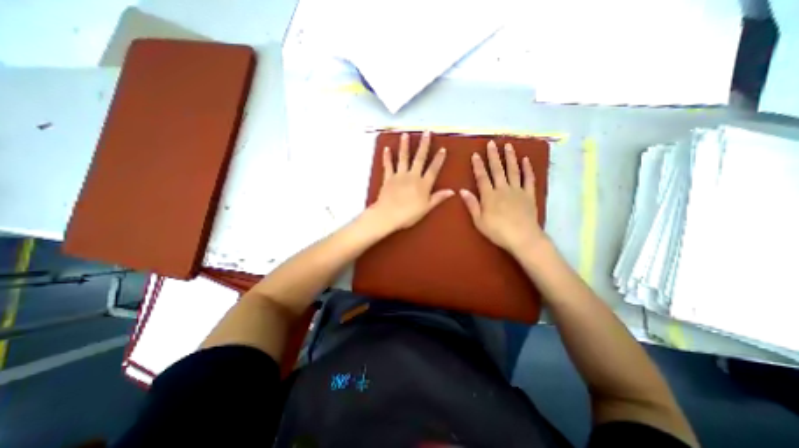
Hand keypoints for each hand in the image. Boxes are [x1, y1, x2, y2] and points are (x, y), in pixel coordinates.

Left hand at [369, 131, 454, 231]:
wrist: (388, 215)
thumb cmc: (409, 214)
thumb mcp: (426, 208)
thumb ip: (438, 198)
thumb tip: (452, 191)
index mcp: (423, 184)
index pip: (433, 169)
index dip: (439, 159)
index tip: (442, 148)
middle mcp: (412, 176)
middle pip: (419, 158)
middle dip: (424, 145)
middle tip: (426, 132)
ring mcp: (399, 176)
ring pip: (403, 158)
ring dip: (405, 145)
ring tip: (405, 134)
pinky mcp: (388, 178)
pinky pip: (388, 165)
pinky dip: (387, 157)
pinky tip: (386, 148)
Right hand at [460, 140, 546, 252]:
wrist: (522, 238)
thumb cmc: (497, 231)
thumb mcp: (479, 221)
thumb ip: (472, 204)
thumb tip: (462, 190)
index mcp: (489, 196)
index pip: (482, 177)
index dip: (478, 166)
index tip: (475, 154)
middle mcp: (503, 189)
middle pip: (497, 170)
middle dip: (493, 156)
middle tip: (491, 143)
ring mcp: (517, 191)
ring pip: (513, 170)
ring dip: (510, 157)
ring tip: (508, 145)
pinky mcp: (529, 195)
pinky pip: (529, 179)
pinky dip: (527, 169)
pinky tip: (526, 160)